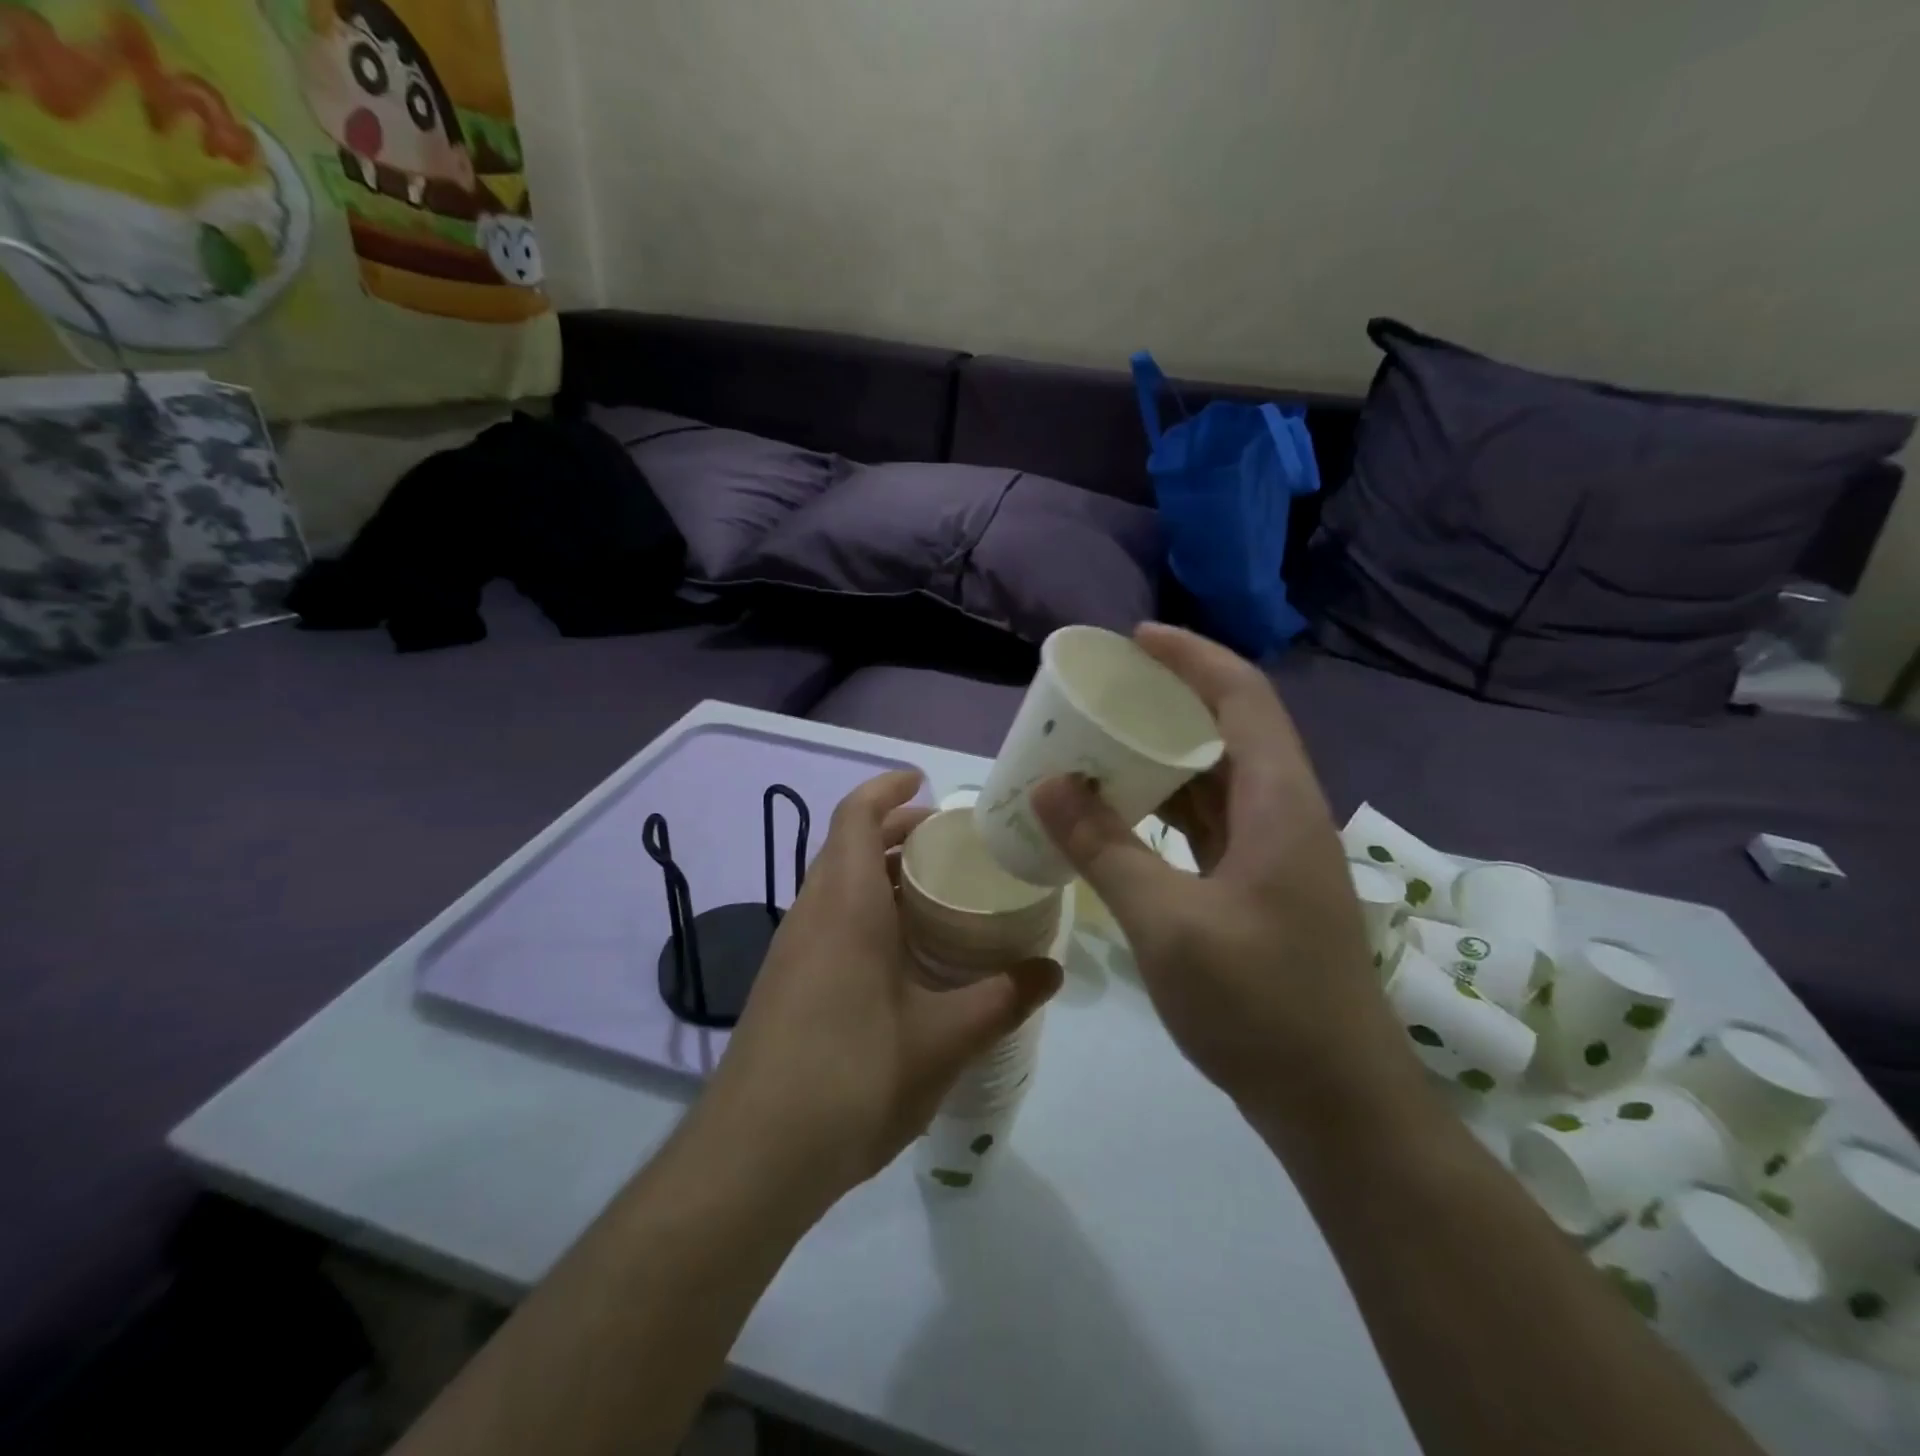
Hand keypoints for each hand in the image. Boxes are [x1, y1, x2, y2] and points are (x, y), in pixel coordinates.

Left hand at [696, 770, 1061, 1205]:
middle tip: (948, 841)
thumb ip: (1001, 999)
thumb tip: (1051, 971)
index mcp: (845, 905)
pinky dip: (864, 911)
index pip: (855, 816)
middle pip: (846, 845)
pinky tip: (902, 955)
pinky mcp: (785, 985)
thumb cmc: (852, 1077)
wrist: (753, 1157)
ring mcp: (792, 950)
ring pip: (834, 885)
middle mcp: (812, 914)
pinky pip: (828, 921)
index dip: (887, 789)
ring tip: (935, 892)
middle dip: (893, 831)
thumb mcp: (942, 1039)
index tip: (923, 781)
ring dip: (878, 873)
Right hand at [1030, 625, 1416, 1126]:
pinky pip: (1209, 825)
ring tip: (1100, 746)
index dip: (1191, 657)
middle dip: (1168, 701)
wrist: (1336, 1104)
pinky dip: (1166, 808)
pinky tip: (1122, 816)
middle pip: (1228, 730)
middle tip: (1102, 695)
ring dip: (1163, 758)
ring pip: (1217, 780)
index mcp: (1279, 803)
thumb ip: (1106, 849)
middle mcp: (1283, 814)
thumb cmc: (1261, 1006)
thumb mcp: (1169, 924)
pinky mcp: (1259, 889)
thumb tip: (1049, 786)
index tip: (1133, 640)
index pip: (1241, 697)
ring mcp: (1274, 854)